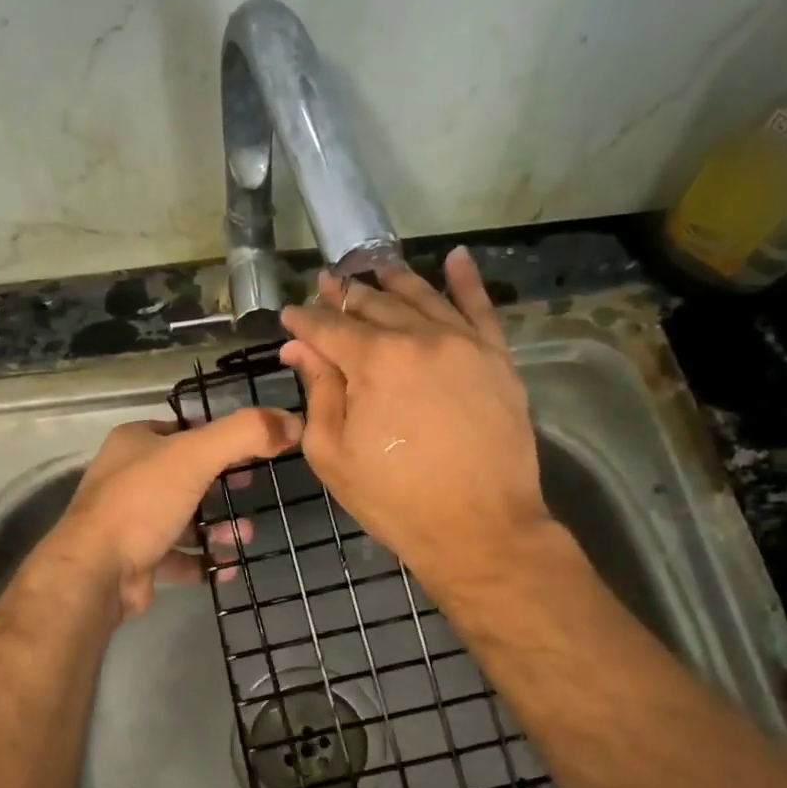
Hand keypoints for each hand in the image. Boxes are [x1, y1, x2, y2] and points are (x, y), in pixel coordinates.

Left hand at [44, 408, 302, 618]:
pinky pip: (179, 555)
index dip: (219, 437)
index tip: (253, 450)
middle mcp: (128, 477)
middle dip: (222, 486)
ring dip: (218, 526)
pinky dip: (205, 560)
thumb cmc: (143, 503)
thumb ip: (245, 434)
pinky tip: (229, 566)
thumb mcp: (196, 456)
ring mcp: (130, 520)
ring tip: (245, 535)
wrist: (96, 572)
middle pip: (186, 475)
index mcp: (135, 442)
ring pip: (184, 517)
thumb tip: (292, 422)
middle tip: (251, 490)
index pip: (183, 430)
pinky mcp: (136, 558)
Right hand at [279, 247, 565, 596]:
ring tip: (374, 267)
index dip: (304, 320)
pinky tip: (456, 258)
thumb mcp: (334, 453)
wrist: (480, 529)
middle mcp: (420, 337)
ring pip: (423, 297)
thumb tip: (300, 348)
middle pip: (375, 304)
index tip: (289, 316)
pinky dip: (466, 281)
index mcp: (374, 361)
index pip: (329, 327)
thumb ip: (317, 392)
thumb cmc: (394, 499)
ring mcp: (464, 344)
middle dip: (345, 294)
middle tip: (327, 284)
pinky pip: (481, 308)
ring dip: (394, 280)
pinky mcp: (497, 359)